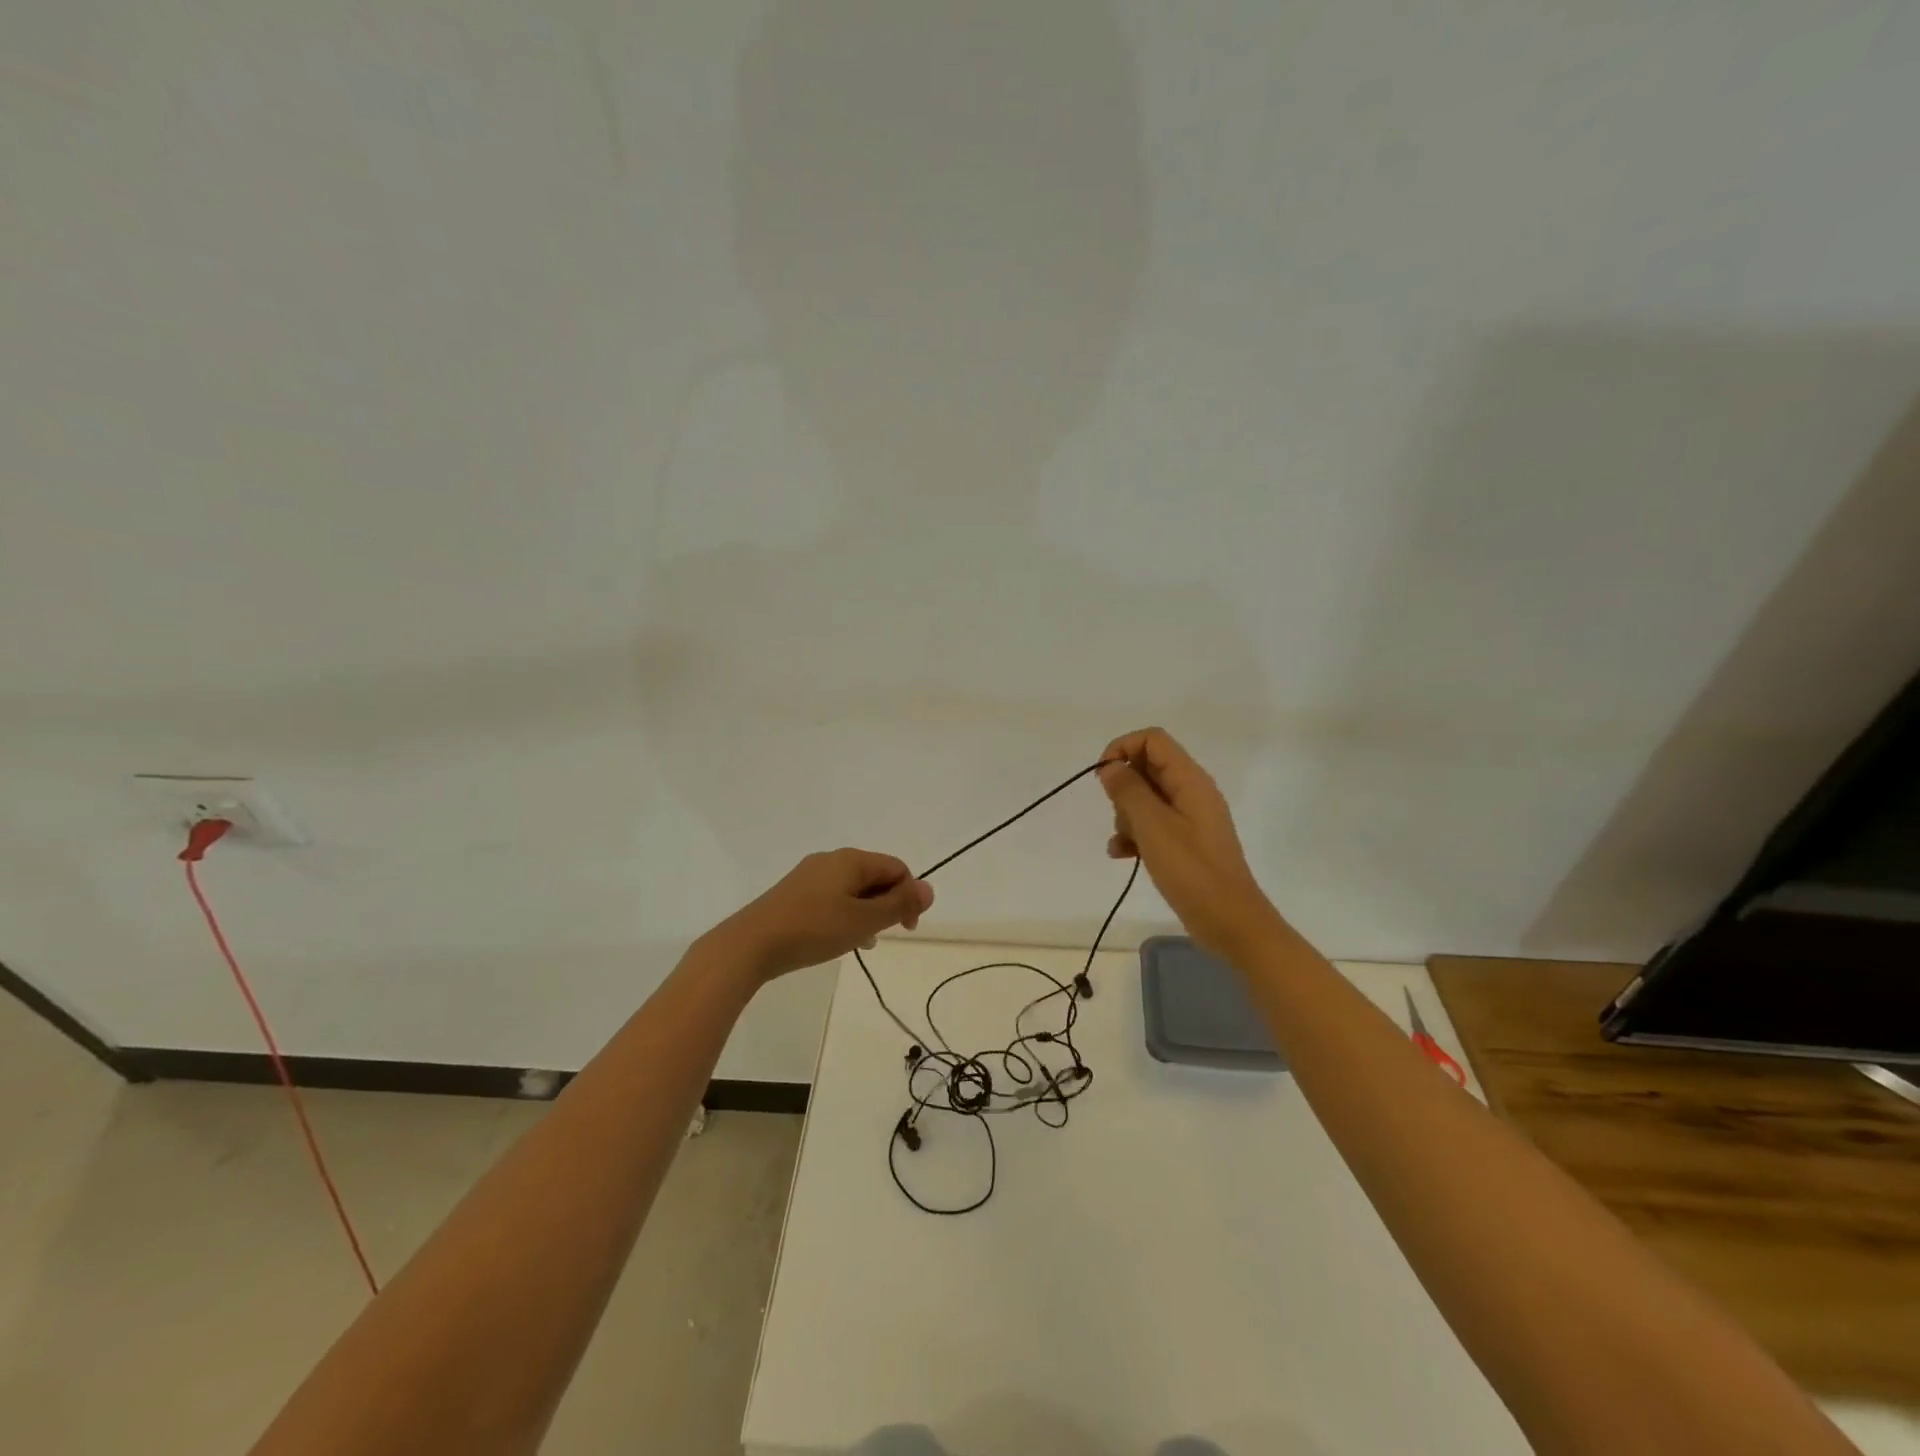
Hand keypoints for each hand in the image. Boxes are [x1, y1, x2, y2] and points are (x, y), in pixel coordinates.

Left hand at [706, 849, 934, 982]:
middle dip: (887, 904)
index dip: (909, 896)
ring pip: (853, 889)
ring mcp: (809, 876)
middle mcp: (831, 860)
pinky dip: (844, 914)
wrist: (750, 944)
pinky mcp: (794, 893)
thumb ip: (898, 905)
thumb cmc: (814, 930)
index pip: (897, 868)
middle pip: (875, 876)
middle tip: (883, 935)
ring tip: (861, 942)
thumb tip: (928, 889)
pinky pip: (832, 897)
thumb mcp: (864, 920)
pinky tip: (837, 939)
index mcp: (851, 859)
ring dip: (866, 912)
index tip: (906, 928)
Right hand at [1098, 727, 1279, 960]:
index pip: (1153, 740)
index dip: (1123, 749)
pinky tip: (1122, 854)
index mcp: (1190, 780)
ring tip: (1123, 841)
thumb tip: (1110, 767)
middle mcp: (1192, 792)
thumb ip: (1128, 791)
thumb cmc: (1191, 870)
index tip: (1102, 777)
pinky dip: (1135, 834)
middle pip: (1148, 767)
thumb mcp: (1153, 827)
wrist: (1230, 921)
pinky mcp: (1186, 841)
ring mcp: (1190, 817)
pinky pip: (1153, 824)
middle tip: (1118, 815)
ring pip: (1147, 797)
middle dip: (1123, 787)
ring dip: (1126, 814)